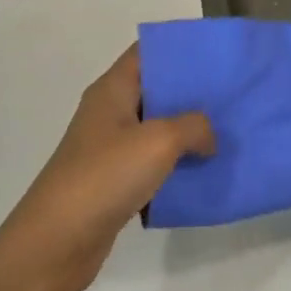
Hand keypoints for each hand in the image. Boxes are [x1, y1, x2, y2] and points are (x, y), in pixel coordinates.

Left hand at [0, 45, 214, 290]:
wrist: (57, 241)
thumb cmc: (105, 176)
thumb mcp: (159, 141)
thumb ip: (194, 127)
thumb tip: (208, 137)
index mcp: (112, 90)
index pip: (147, 53)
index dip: (180, 49)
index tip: (216, 55)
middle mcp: (109, 113)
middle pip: (155, 90)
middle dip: (192, 93)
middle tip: (233, 97)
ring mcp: (109, 148)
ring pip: (157, 130)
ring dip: (187, 134)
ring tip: (227, 134)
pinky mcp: (114, 181)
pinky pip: (152, 164)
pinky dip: (175, 167)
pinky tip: (204, 173)